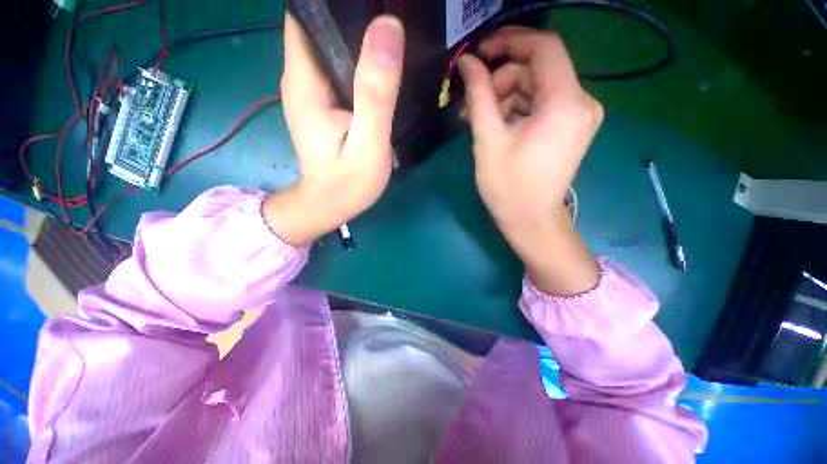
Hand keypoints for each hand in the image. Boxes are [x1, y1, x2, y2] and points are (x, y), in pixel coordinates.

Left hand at [263, 13, 404, 245]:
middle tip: (392, 11)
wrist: (331, 205)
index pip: (305, 13)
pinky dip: (359, 57)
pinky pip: (340, 66)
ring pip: (331, 43)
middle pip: (319, 23)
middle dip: (351, 11)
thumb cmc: (347, 183)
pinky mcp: (326, 103)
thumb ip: (375, 94)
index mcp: (305, 80)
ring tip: (393, 31)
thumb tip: (387, 29)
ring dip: (358, 32)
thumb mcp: (367, 144)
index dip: (334, 0)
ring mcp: (314, 90)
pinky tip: (384, 61)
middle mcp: (302, 77)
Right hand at [458, 27, 601, 295]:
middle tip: (473, 104)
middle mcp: (582, 102)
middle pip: (538, 70)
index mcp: (566, 104)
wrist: (531, 220)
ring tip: (480, 120)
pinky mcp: (571, 126)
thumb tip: (467, 63)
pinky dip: (517, 109)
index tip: (481, 51)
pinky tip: (498, 126)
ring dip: (506, 97)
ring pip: (537, 87)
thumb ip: (479, 96)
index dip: (510, 41)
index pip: (544, 48)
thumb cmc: (508, 187)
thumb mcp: (488, 140)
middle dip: (502, 81)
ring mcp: (579, 115)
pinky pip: (542, 104)